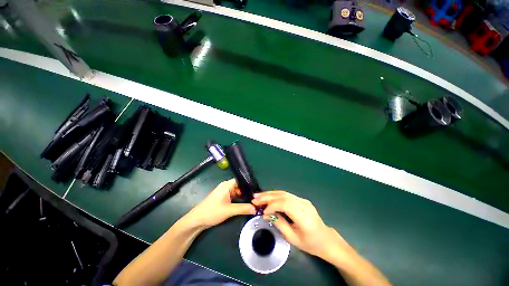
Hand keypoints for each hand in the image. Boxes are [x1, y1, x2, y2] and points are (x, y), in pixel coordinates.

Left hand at [185, 178, 256, 228]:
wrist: (196, 221)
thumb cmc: (212, 212)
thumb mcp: (229, 210)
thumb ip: (243, 208)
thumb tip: (256, 209)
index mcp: (227, 185)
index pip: (241, 181)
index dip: (249, 185)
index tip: (258, 191)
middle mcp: (226, 187)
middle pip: (240, 187)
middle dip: (248, 193)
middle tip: (258, 198)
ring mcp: (225, 193)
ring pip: (238, 193)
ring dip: (244, 197)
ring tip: (254, 201)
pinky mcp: (224, 199)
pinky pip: (234, 198)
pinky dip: (239, 201)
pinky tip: (246, 205)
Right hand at [252, 191, 350, 260]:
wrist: (326, 239)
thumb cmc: (310, 244)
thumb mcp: (293, 239)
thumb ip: (279, 224)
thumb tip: (266, 214)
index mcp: (305, 217)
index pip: (286, 204)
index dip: (272, 205)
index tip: (262, 211)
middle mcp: (304, 205)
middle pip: (283, 196)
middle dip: (268, 197)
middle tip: (255, 199)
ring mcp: (303, 200)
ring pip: (284, 193)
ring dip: (270, 194)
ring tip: (258, 196)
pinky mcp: (301, 200)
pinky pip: (286, 195)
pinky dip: (275, 195)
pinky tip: (268, 196)